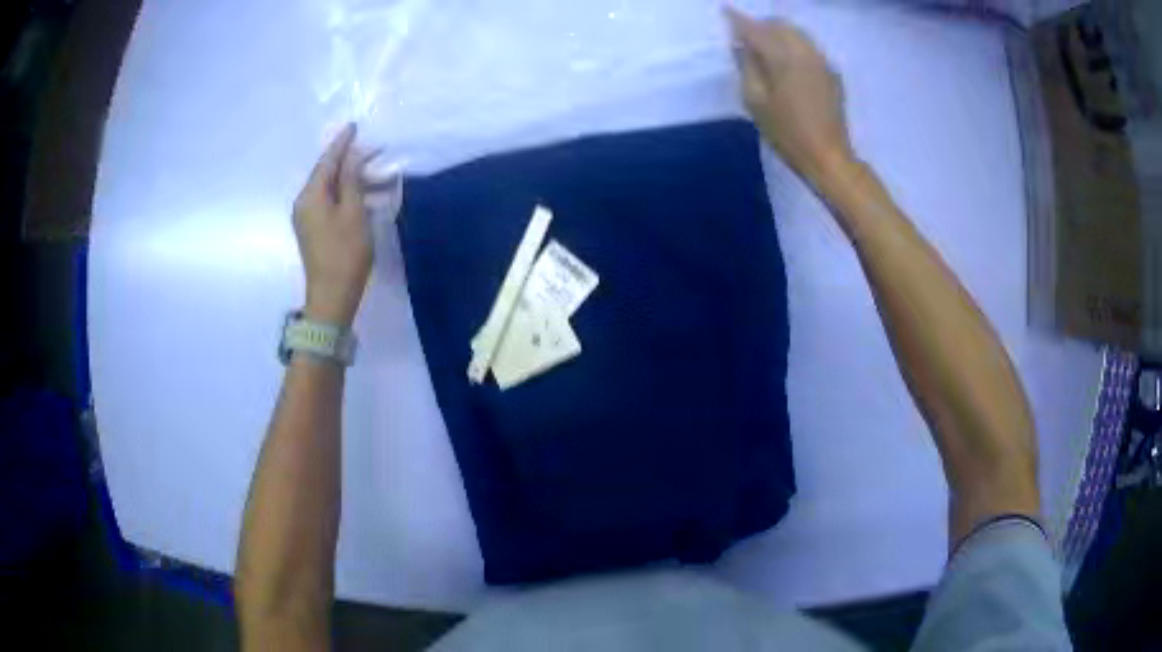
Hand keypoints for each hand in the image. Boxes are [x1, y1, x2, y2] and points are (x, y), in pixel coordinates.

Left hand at [293, 124, 371, 327]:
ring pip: (331, 189)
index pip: (327, 160)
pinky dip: (347, 196)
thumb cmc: (345, 253)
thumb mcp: (353, 212)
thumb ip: (351, 179)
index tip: (354, 126)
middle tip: (374, 152)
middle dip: (350, 161)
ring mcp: (307, 218)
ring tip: (378, 176)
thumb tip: (352, 155)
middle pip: (327, 174)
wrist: (332, 296)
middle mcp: (304, 203)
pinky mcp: (314, 231)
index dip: (342, 143)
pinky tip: (366, 196)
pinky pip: (330, 203)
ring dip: (353, 181)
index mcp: (310, 196)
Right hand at [726, 8, 855, 186]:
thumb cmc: (787, 133)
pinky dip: (793, 45)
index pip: (755, 29)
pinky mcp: (831, 73)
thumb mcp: (756, 102)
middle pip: (780, 25)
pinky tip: (786, 62)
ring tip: (765, 48)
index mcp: (783, 57)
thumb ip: (748, 67)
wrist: (829, 157)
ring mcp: (822, 61)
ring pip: (797, 33)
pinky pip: (809, 47)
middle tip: (746, 37)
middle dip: (761, 25)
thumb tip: (743, 46)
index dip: (738, 19)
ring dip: (779, 33)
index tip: (725, 11)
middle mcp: (805, 52)